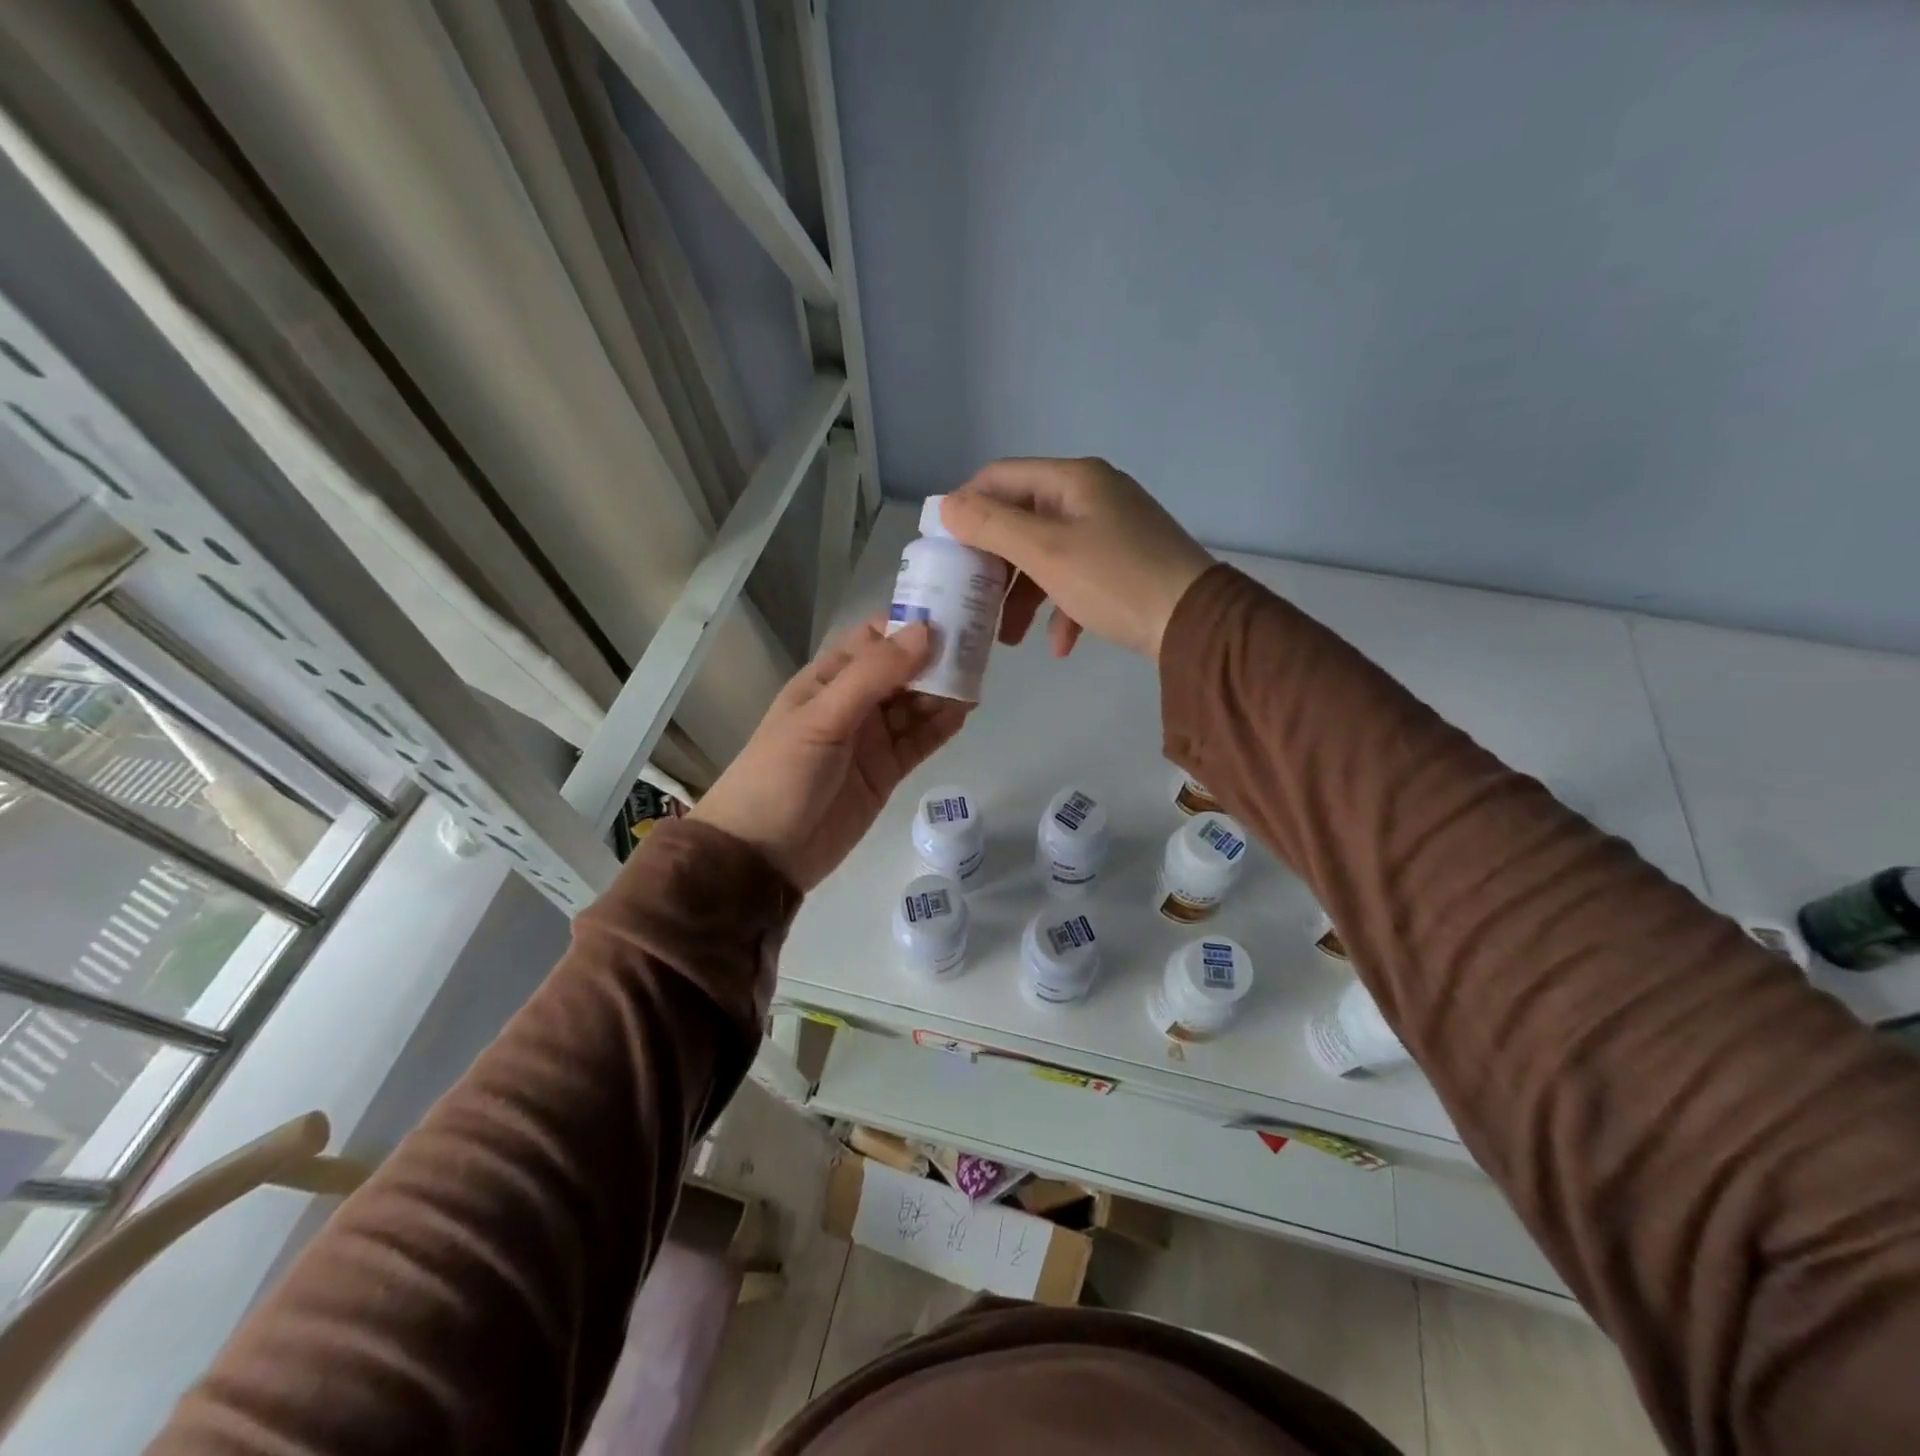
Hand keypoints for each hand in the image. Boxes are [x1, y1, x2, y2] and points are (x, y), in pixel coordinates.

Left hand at [688, 620, 966, 890]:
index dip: (911, 625)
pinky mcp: (886, 772)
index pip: (875, 639)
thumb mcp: (823, 718)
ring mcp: (871, 739)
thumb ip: (873, 675)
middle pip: (902, 671)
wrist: (762, 856)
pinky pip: (919, 741)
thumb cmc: (781, 775)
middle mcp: (852, 703)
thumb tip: (926, 631)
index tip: (954, 613)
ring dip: (944, 691)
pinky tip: (966, 712)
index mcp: (828, 679)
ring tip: (980, 676)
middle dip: (936, 658)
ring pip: (915, 705)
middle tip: (980, 646)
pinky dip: (941, 727)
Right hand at [940, 458, 1214, 660]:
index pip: (1000, 477)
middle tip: (973, 599)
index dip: (966, 507)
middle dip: (994, 564)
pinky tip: (1060, 645)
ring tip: (1008, 639)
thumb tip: (946, 506)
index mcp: (1072, 479)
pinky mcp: (1124, 563)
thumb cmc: (1114, 580)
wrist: (1195, 622)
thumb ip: (991, 526)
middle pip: (1022, 519)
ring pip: (1047, 555)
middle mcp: (1091, 495)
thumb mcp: (1045, 552)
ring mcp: (1111, 530)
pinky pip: (1078, 578)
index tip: (944, 549)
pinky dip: (1062, 607)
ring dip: (1024, 595)